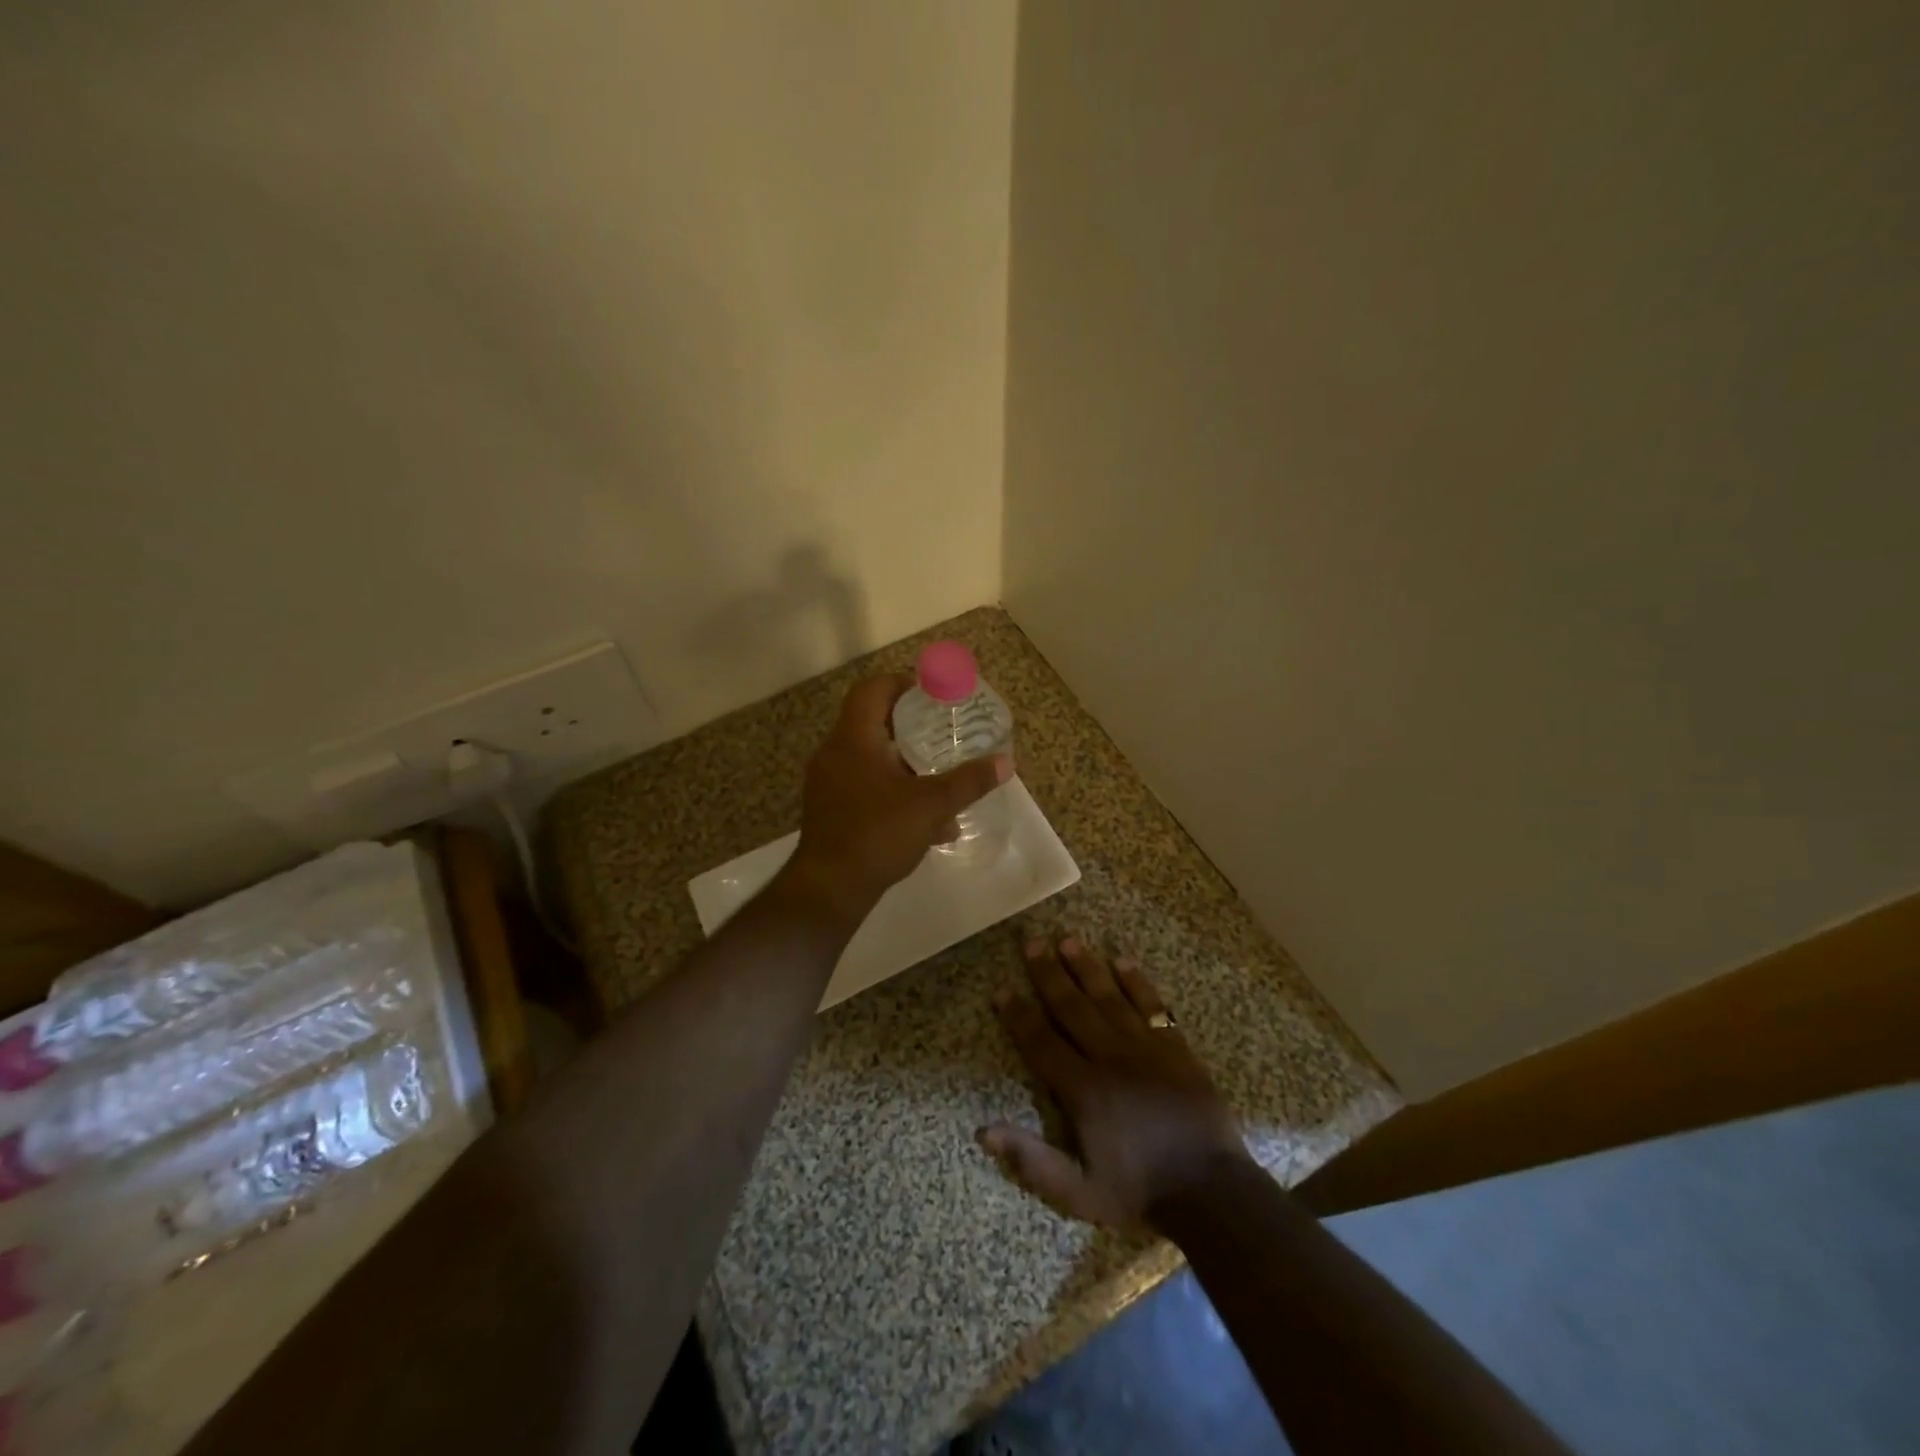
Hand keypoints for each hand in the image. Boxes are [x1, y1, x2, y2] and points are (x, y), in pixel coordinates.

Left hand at [778, 673, 1012, 926]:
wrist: (829, 888)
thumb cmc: (878, 834)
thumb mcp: (932, 806)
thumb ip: (969, 782)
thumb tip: (1006, 763)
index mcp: (854, 738)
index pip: (873, 689)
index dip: (902, 684)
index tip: (932, 696)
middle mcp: (834, 752)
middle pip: (872, 722)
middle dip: (911, 727)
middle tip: (943, 734)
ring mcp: (827, 781)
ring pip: (870, 757)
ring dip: (904, 763)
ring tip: (938, 777)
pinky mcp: (829, 807)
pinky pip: (863, 784)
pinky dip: (891, 790)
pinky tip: (923, 820)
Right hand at [981, 938, 1250, 1231]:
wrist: (1213, 1192)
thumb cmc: (1141, 1193)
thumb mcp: (1079, 1193)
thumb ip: (1032, 1160)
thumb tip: (983, 1131)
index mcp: (1084, 1090)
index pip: (1042, 1043)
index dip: (1019, 1017)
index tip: (1002, 991)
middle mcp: (1110, 1058)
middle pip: (1072, 1008)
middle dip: (1049, 974)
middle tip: (1032, 943)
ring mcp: (1146, 1048)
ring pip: (1109, 998)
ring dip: (1087, 967)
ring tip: (1068, 940)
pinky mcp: (1176, 1048)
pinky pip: (1152, 1006)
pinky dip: (1138, 983)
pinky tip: (1123, 960)